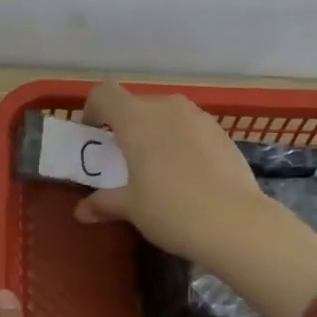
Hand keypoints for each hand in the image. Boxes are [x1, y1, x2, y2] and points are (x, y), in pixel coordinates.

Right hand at [72, 82, 265, 261]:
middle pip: (136, 104)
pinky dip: (181, 141)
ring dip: (155, 132)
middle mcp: (167, 108)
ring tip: (157, 166)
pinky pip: (191, 129)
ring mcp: (199, 118)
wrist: (235, 222)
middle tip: (123, 157)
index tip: (92, 135)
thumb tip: (82, 210)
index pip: (104, 94)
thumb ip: (103, 202)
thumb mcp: (130, 208)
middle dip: (125, 125)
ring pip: (167, 114)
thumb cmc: (170, 209)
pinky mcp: (222, 133)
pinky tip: (188, 174)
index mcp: (136, 119)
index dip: (92, 110)